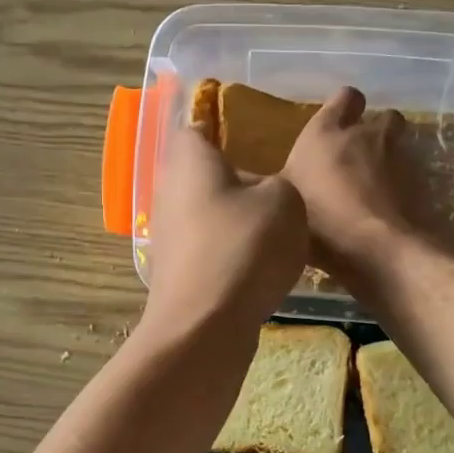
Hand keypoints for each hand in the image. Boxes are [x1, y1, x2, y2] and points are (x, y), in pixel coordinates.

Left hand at [140, 124, 307, 341]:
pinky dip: (229, 251)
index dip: (224, 128)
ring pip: (206, 212)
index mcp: (189, 159)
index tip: (255, 139)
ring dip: (235, 219)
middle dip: (235, 179)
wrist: (206, 325)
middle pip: (203, 173)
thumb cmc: (244, 246)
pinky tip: (258, 266)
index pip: (197, 127)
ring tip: (274, 230)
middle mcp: (168, 191)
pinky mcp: (174, 270)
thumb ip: (278, 183)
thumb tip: (264, 193)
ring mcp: (167, 234)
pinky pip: (207, 247)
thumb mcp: (286, 200)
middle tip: (275, 187)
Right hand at [282, 87, 412, 278]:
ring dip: (388, 161)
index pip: (345, 97)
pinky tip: (386, 212)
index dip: (344, 107)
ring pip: (398, 147)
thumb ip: (273, 185)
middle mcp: (366, 135)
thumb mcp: (282, 202)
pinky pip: (409, 178)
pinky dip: (400, 190)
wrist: (375, 248)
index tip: (336, 124)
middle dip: (376, 131)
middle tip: (359, 154)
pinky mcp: (419, 184)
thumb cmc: (319, 219)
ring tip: (372, 189)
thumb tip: (247, 179)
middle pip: (383, 117)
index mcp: (327, 132)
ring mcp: (398, 158)